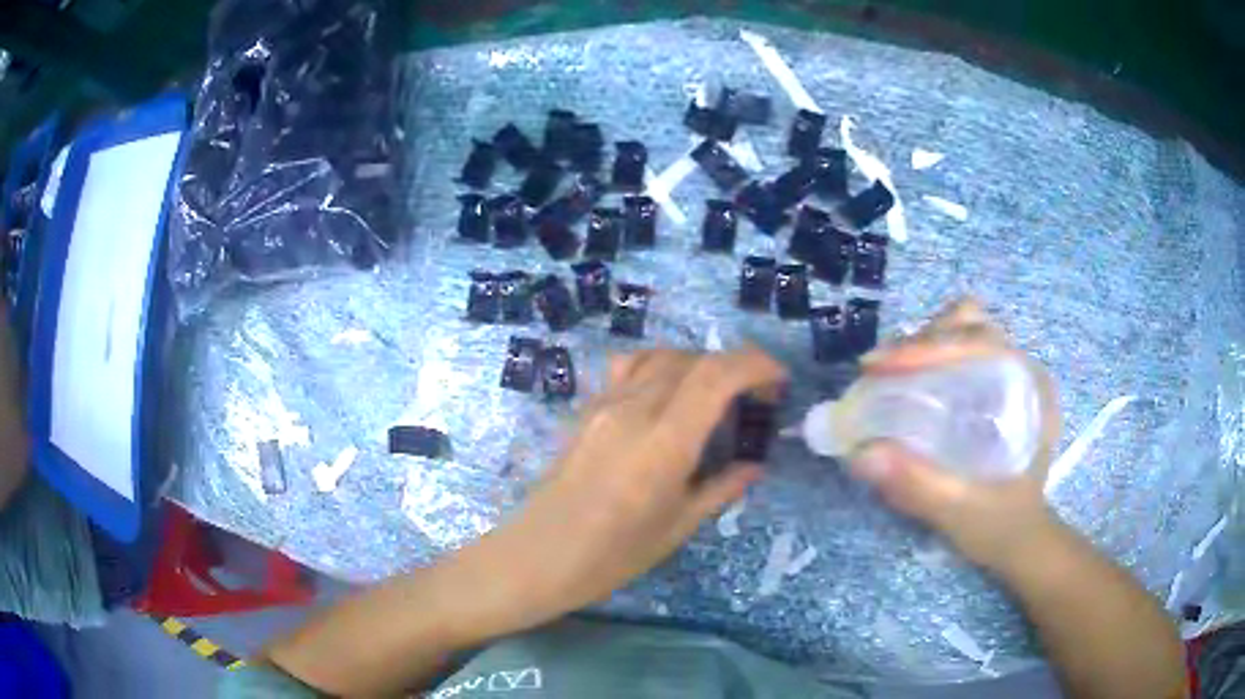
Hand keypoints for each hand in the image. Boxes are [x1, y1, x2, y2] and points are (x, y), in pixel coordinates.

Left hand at [479, 348, 785, 625]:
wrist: (539, 556)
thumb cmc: (612, 554)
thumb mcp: (677, 526)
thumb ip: (721, 488)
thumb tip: (754, 466)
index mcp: (663, 441)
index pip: (716, 375)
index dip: (756, 365)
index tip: (780, 381)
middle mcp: (634, 408)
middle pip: (693, 359)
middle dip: (735, 367)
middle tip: (755, 400)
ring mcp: (605, 404)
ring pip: (660, 355)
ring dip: (697, 364)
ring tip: (714, 397)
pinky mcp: (587, 408)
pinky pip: (630, 367)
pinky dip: (661, 367)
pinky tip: (668, 399)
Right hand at [847, 298, 1063, 572]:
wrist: (1020, 542)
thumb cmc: (1002, 526)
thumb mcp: (962, 511)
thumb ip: (918, 486)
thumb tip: (860, 455)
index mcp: (1028, 387)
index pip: (977, 340)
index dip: (926, 347)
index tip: (879, 368)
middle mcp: (1020, 370)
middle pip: (967, 324)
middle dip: (920, 341)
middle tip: (880, 373)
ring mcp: (1007, 377)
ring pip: (961, 331)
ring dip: (922, 345)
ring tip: (888, 375)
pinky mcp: (992, 390)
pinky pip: (956, 354)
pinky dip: (926, 360)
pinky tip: (906, 386)